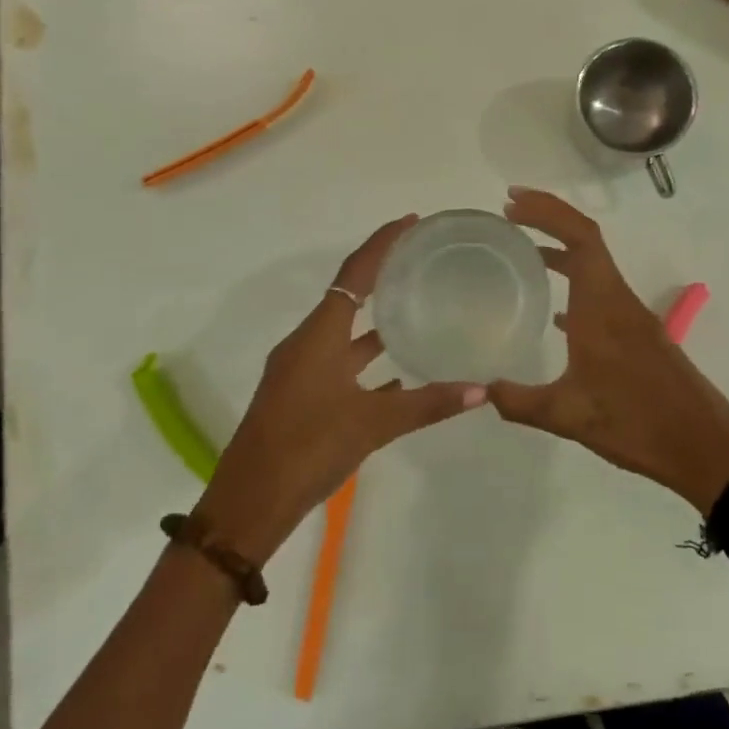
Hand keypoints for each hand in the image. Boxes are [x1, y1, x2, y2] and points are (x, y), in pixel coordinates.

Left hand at [195, 216, 484, 559]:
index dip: (382, 244)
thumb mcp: (372, 425)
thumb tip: (481, 390)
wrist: (247, 506)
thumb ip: (427, 404)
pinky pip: (339, 363)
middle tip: (419, 257)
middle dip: (381, 273)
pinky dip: (366, 360)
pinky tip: (397, 374)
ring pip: (343, 332)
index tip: (411, 222)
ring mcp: (300, 371)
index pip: (355, 275)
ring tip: (415, 307)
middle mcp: (306, 344)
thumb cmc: (307, 450)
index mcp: (319, 336)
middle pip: (348, 295)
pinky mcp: (299, 396)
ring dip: (375, 319)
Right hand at [488, 188, 728, 512]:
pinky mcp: (638, 336)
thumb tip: (478, 391)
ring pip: (595, 266)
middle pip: (586, 240)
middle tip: (510, 212)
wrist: (704, 447)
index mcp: (602, 306)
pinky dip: (575, 285)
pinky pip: (601, 294)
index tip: (512, 203)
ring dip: (562, 250)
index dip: (547, 211)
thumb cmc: (637, 423)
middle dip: (549, 218)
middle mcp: (618, 300)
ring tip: (524, 252)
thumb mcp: (568, 416)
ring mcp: (632, 317)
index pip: (580, 237)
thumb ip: (519, 402)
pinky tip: (555, 313)